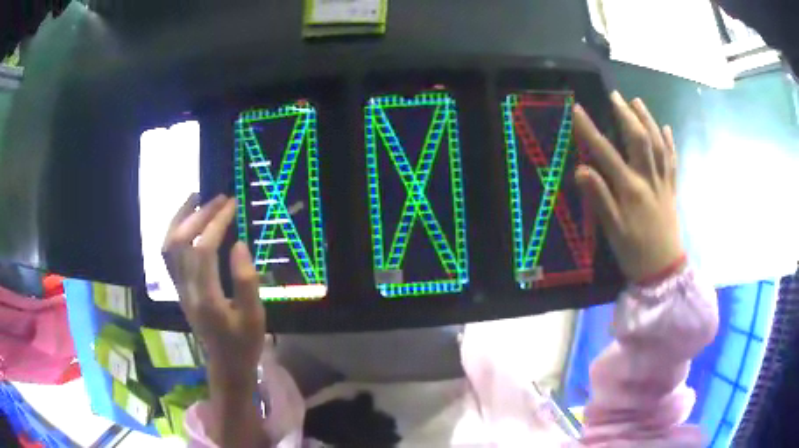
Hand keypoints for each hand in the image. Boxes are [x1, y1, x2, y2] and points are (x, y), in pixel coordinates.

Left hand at [162, 194, 265, 383]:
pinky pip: (168, 255)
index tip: (232, 204)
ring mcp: (179, 289)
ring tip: (196, 199)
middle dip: (199, 215)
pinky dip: (174, 232)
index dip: (216, 223)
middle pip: (182, 243)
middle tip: (219, 199)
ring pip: (169, 247)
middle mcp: (186, 290)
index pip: (204, 250)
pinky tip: (186, 223)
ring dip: (180, 219)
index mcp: (206, 298)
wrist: (226, 364)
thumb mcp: (255, 317)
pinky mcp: (179, 289)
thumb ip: (246, 281)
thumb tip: (239, 244)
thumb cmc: (244, 343)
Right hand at [574, 92, 683, 282]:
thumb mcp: (612, 230)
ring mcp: (663, 183)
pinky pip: (672, 160)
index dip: (591, 130)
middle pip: (639, 140)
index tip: (578, 109)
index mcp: (631, 189)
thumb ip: (599, 198)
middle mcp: (648, 179)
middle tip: (615, 96)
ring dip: (648, 120)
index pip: (607, 153)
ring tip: (637, 102)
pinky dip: (669, 142)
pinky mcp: (671, 189)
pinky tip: (665, 128)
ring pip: (658, 144)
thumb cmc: (634, 252)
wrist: (663, 270)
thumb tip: (581, 169)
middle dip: (626, 115)